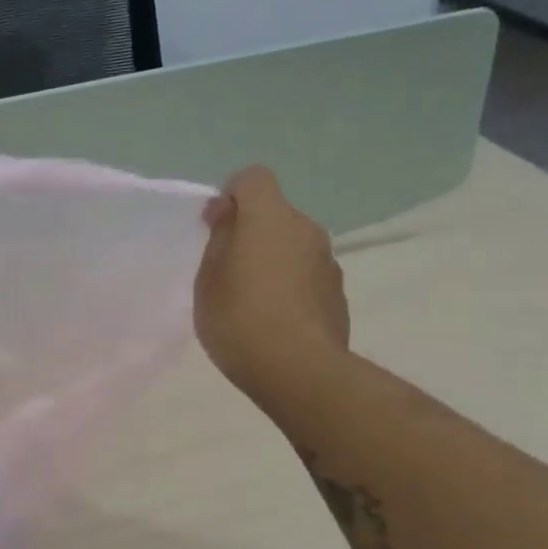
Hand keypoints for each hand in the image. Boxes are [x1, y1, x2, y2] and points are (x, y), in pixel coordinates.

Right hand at [194, 166, 349, 402]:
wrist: (299, 371)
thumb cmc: (240, 319)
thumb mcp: (209, 278)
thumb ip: (219, 238)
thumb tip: (229, 212)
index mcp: (270, 218)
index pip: (253, 177)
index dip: (231, 194)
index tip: (215, 226)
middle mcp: (306, 229)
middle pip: (274, 214)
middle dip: (250, 232)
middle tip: (225, 271)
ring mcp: (328, 262)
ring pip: (292, 245)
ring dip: (272, 259)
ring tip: (250, 300)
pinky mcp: (338, 293)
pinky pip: (306, 274)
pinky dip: (289, 285)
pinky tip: (274, 319)